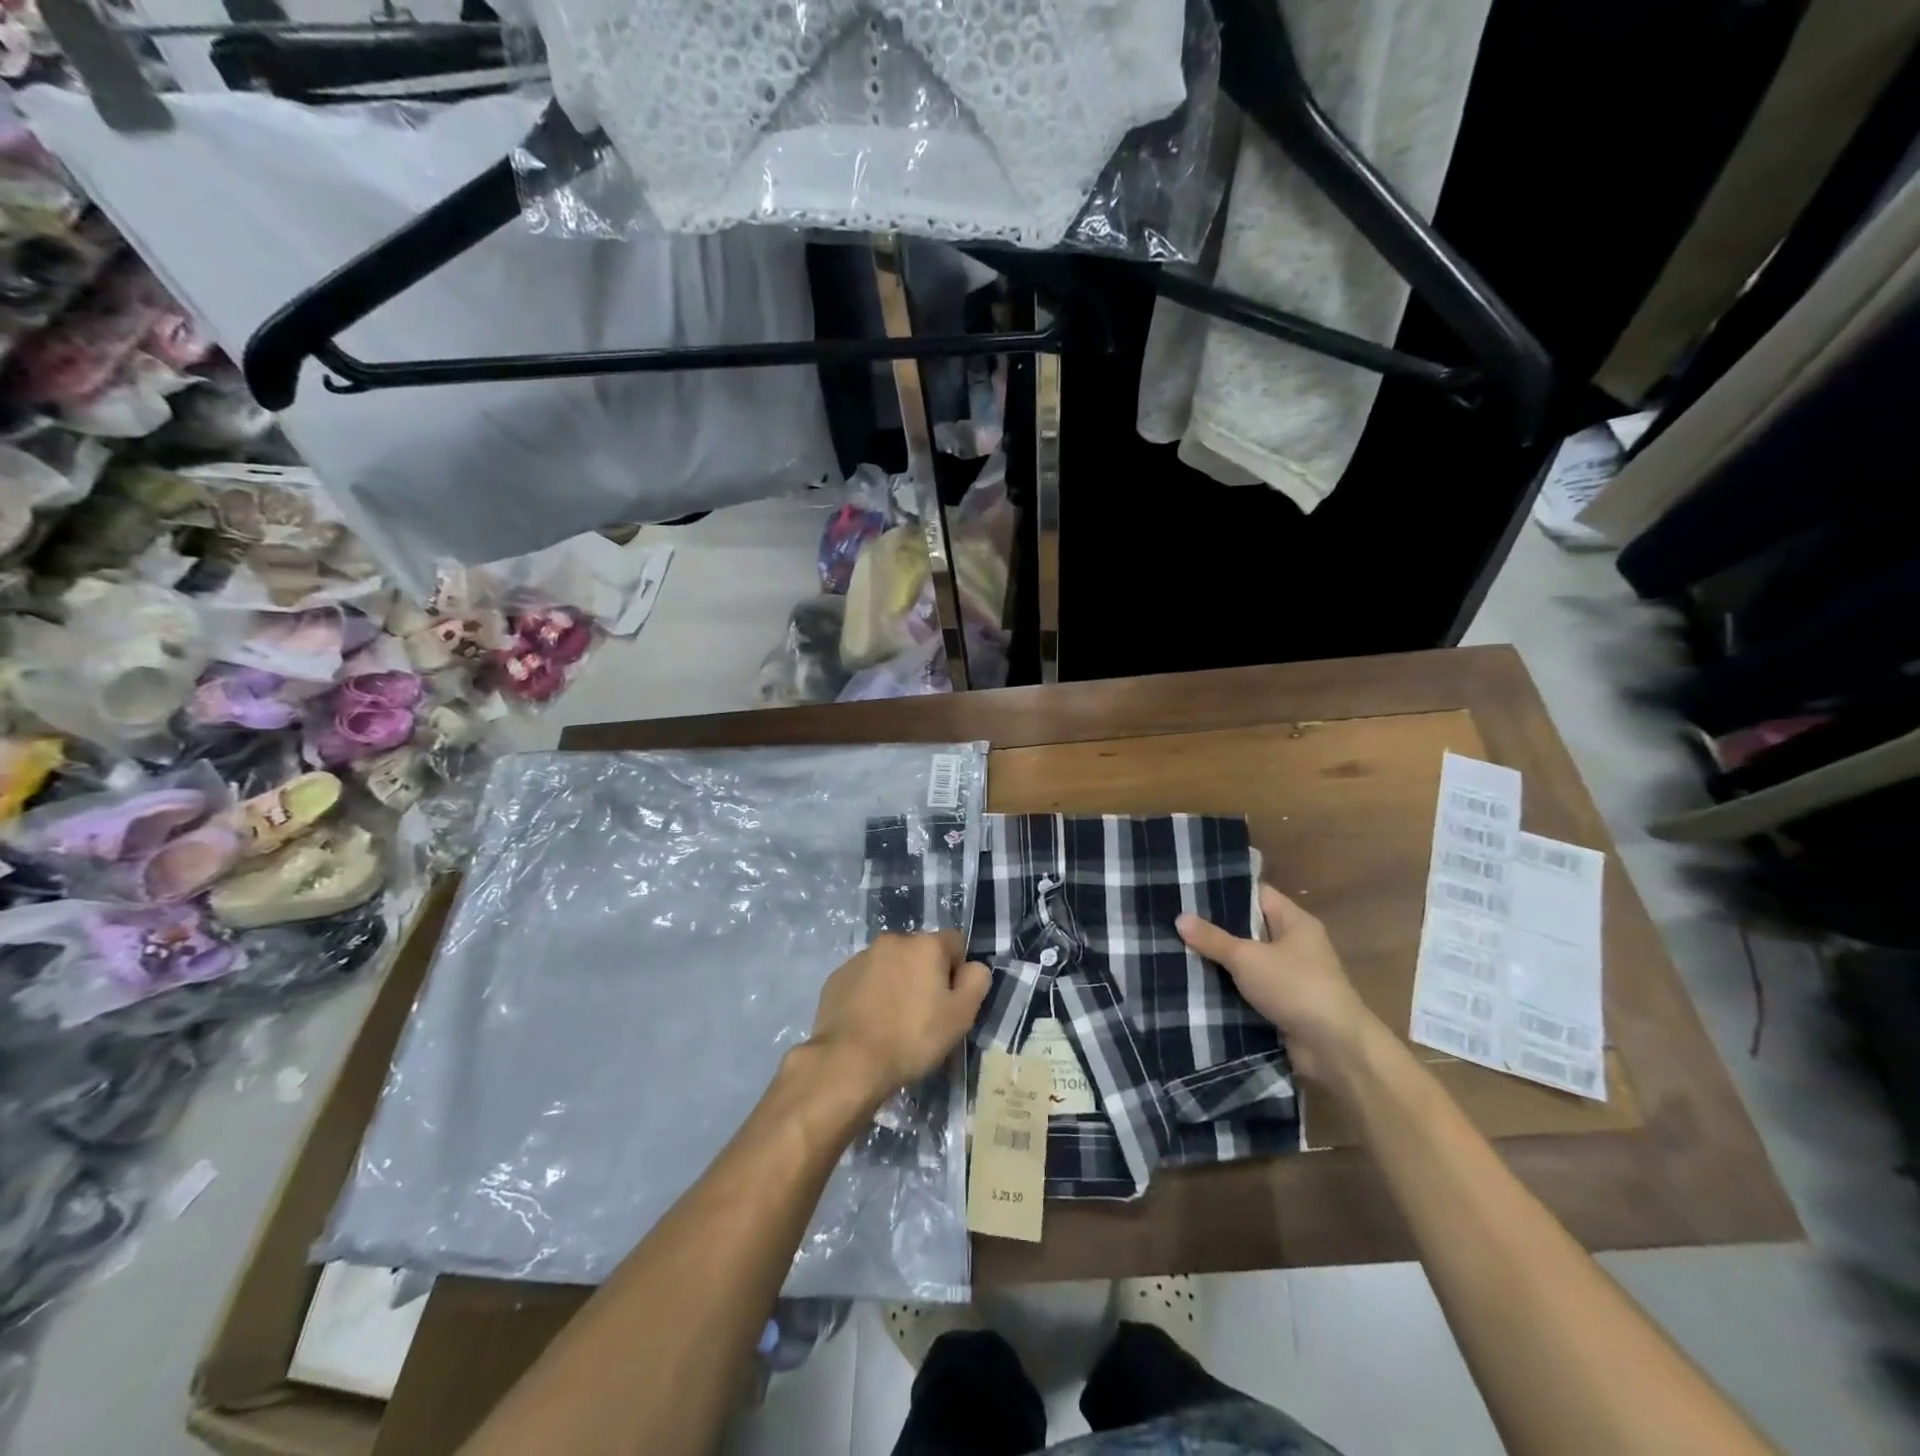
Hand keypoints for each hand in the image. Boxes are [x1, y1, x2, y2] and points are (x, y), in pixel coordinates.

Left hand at [806, 931, 990, 1104]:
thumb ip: (976, 981)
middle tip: (923, 1014)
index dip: (958, 970)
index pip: (955, 942)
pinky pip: (865, 979)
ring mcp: (861, 957)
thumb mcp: (961, 1015)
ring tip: (893, 1021)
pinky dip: (871, 993)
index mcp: (925, 944)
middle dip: (925, 975)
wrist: (848, 1062)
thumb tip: (973, 967)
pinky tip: (870, 1022)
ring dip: (897, 982)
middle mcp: (892, 940)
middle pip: (920, 952)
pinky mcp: (838, 977)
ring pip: (891, 964)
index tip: (950, 1000)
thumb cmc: (912, 1038)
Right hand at [1177, 885, 1381, 1085]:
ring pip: (1248, 961)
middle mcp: (1295, 945)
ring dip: (1220, 962)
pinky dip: (1230, 989)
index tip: (1190, 891)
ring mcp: (1291, 977)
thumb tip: (1180, 918)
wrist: (1335, 1049)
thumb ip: (1213, 938)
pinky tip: (1197, 986)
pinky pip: (1251, 989)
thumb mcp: (1247, 958)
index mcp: (1295, 922)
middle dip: (1215, 929)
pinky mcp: (1285, 1005)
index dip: (1225, 892)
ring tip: (1177, 951)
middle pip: (1250, 928)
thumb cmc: (1295, 988)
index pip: (1257, 894)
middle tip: (1176, 923)